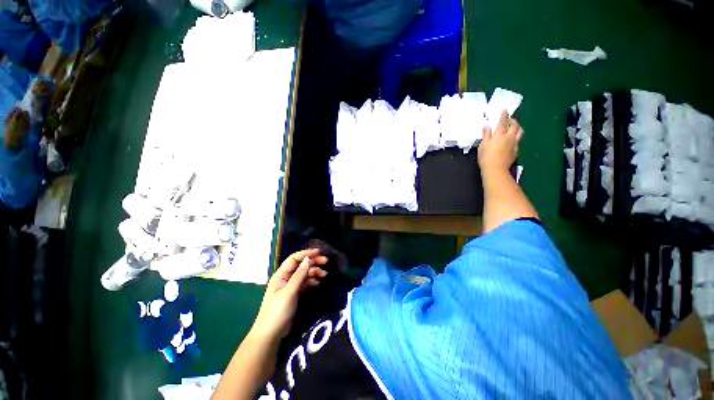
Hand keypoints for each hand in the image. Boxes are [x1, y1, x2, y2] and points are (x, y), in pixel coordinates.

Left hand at [250, 249, 327, 342]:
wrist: (271, 334)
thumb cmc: (277, 311)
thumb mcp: (289, 292)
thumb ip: (299, 275)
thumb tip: (308, 259)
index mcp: (281, 275)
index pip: (294, 259)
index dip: (306, 254)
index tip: (318, 252)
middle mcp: (286, 278)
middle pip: (301, 265)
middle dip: (313, 262)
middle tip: (326, 261)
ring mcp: (290, 286)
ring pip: (304, 274)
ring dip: (314, 272)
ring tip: (325, 275)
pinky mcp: (295, 294)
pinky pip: (305, 283)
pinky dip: (312, 281)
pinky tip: (318, 283)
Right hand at [478, 110, 522, 172]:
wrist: (495, 169)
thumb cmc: (486, 157)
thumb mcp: (482, 145)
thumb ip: (486, 135)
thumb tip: (487, 126)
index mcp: (499, 134)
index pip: (503, 122)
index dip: (504, 115)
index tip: (505, 110)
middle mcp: (509, 137)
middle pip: (515, 125)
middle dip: (513, 121)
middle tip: (510, 119)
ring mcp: (514, 144)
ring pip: (520, 132)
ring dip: (518, 128)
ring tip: (514, 128)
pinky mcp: (516, 150)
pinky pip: (518, 141)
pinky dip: (516, 137)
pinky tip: (513, 139)